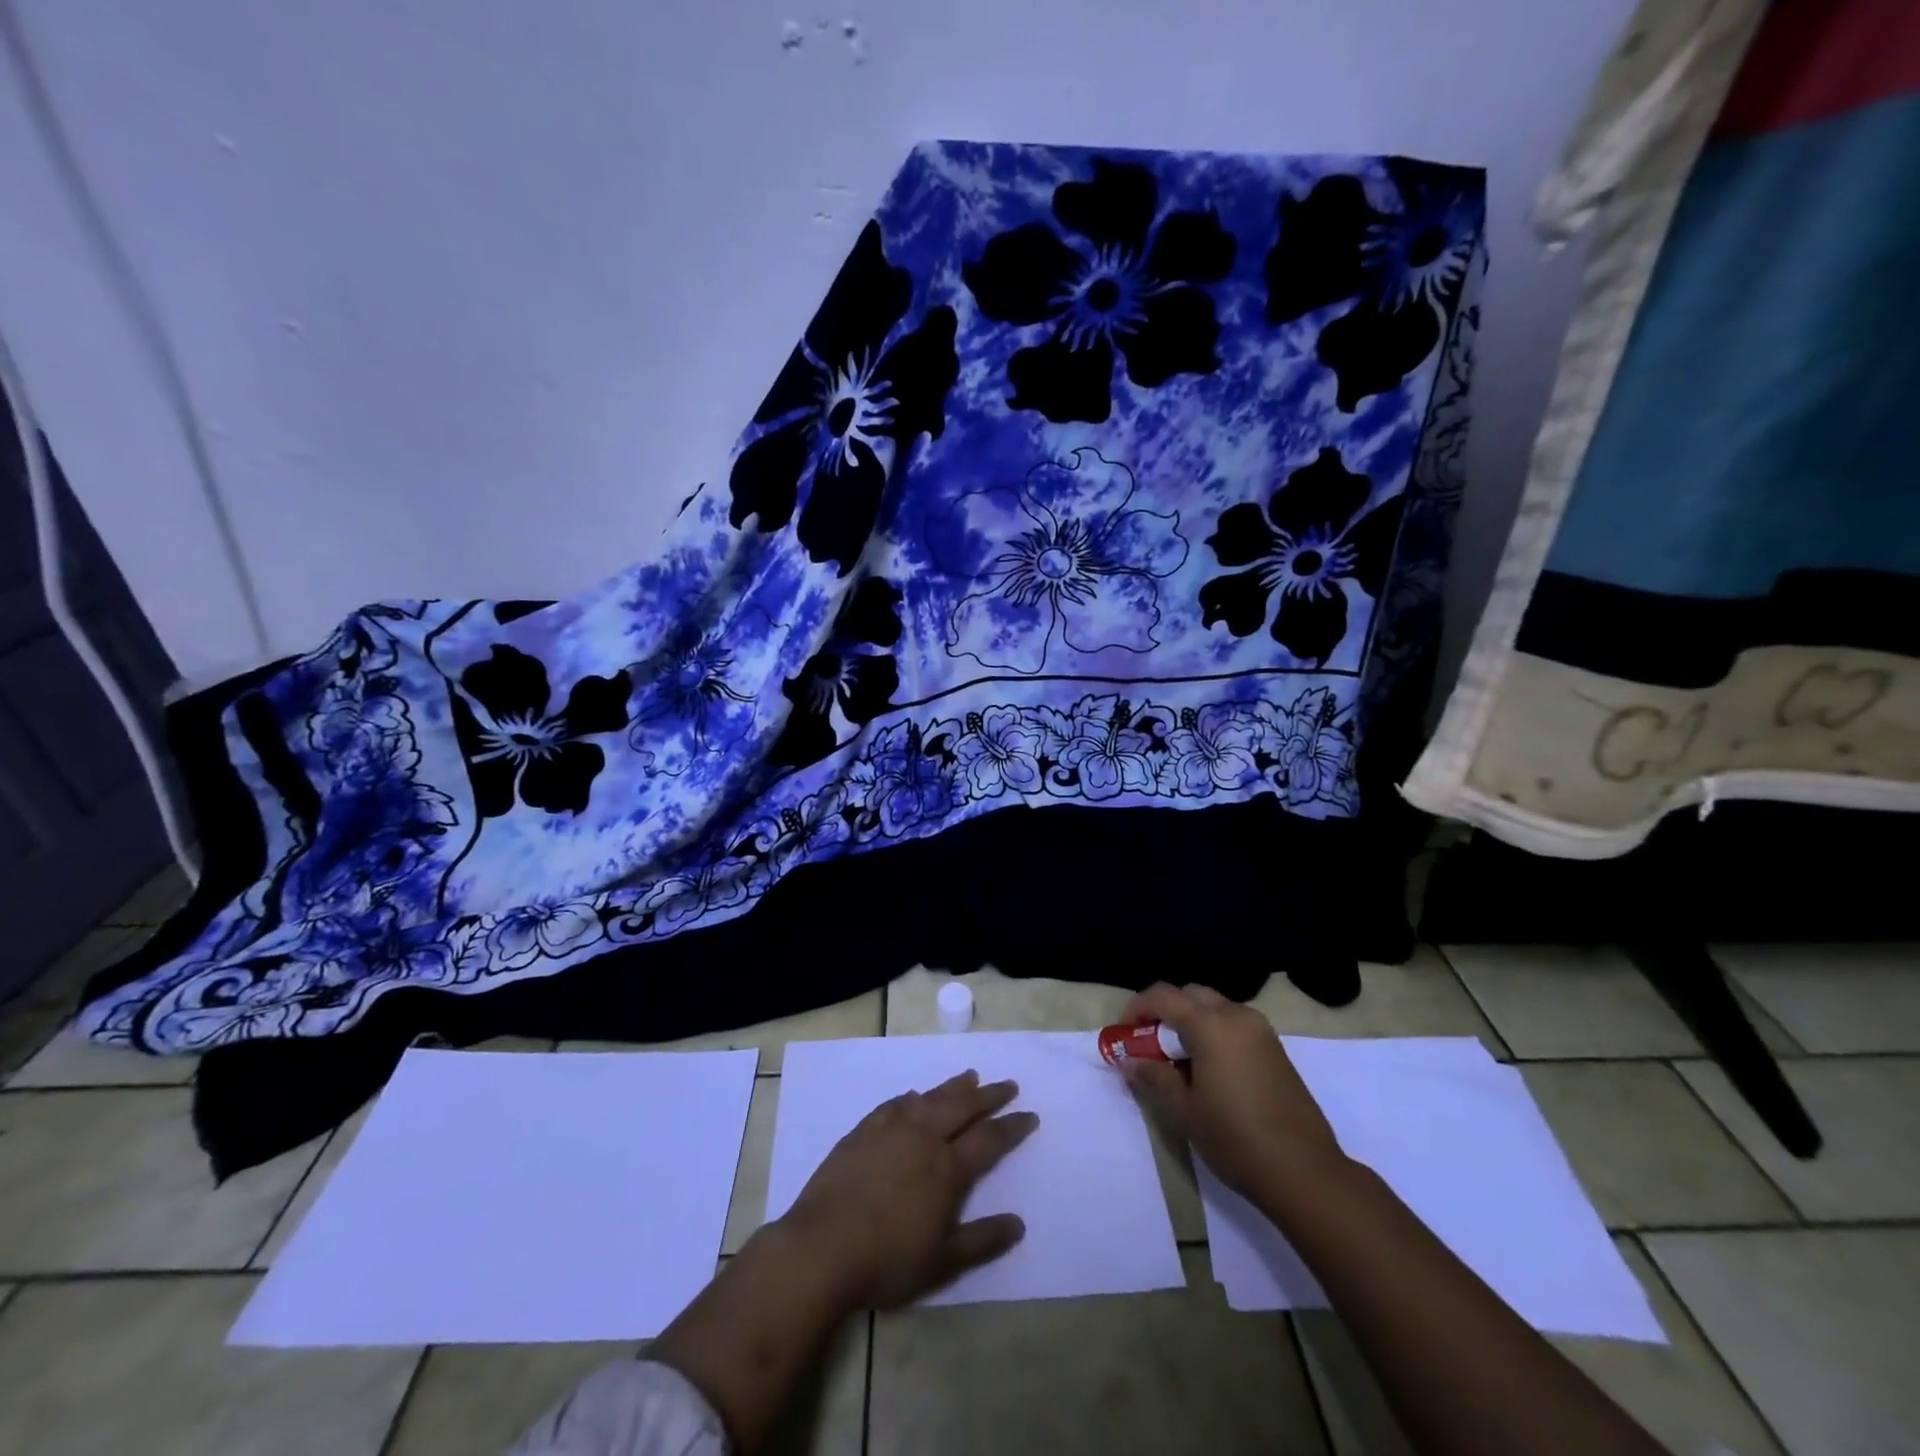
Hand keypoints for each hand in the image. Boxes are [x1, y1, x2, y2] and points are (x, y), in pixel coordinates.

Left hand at [781, 1070, 1037, 1308]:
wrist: (822, 1248)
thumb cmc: (887, 1260)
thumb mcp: (943, 1263)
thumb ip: (983, 1240)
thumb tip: (1019, 1223)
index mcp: (948, 1168)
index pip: (990, 1139)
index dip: (1012, 1126)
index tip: (1030, 1115)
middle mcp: (924, 1138)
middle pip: (963, 1107)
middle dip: (989, 1095)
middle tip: (1007, 1084)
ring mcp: (891, 1129)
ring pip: (931, 1098)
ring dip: (954, 1086)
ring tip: (970, 1076)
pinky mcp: (863, 1131)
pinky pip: (895, 1104)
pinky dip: (912, 1097)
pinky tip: (914, 1096)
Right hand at [1117, 982, 1343, 1200]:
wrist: (1305, 1172)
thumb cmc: (1236, 1139)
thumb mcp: (1185, 1110)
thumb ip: (1155, 1076)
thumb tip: (1129, 1061)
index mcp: (1211, 1025)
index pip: (1163, 996)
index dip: (1137, 1008)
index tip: (1124, 1033)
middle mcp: (1237, 1016)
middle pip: (1191, 995)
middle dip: (1165, 1012)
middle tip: (1150, 1045)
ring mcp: (1261, 1031)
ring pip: (1215, 1008)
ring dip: (1190, 1022)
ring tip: (1178, 1061)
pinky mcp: (1275, 1049)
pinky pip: (1235, 1025)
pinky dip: (1214, 1034)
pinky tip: (1208, 1070)